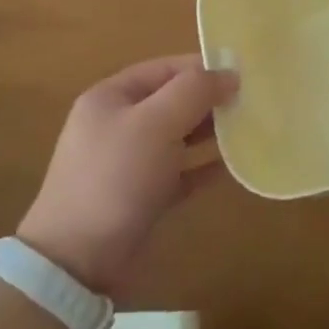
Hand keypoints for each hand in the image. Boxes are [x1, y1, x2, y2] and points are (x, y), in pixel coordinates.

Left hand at [18, 54, 236, 295]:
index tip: (243, 74)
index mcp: (111, 97)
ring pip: (178, 136)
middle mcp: (118, 124)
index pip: (164, 69)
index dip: (202, 67)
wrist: (77, 261)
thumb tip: (230, 73)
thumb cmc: (116, 177)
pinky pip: (180, 172)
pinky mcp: (141, 197)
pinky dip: (203, 166)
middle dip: (210, 100)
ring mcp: (128, 163)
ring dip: (210, 132)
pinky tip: (233, 164)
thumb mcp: (156, 123)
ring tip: (249, 128)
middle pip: (172, 101)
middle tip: (252, 102)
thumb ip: (194, 91)